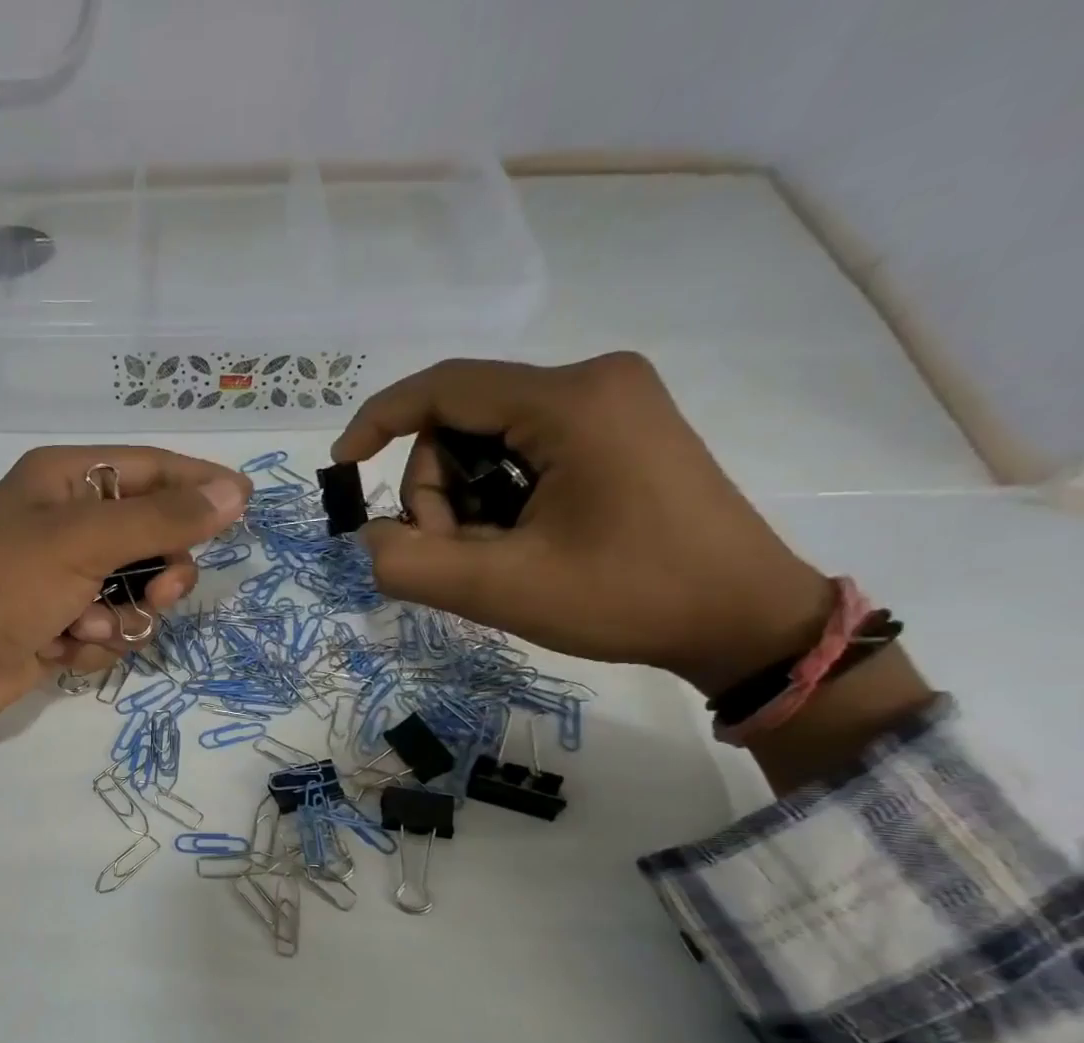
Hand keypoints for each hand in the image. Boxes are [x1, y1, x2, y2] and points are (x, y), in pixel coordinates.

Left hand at [0, 446, 250, 759]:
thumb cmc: (2, 588)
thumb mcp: (83, 542)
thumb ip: (162, 519)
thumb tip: (235, 491)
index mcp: (64, 479)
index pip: (151, 468)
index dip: (198, 484)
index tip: (245, 504)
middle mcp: (66, 521)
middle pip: (151, 535)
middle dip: (159, 569)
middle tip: (160, 591)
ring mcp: (63, 576)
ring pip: (136, 589)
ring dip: (124, 614)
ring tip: (89, 627)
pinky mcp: (60, 622)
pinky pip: (111, 626)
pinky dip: (97, 640)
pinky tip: (66, 648)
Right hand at [337, 353, 833, 695]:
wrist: (742, 618)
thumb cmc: (627, 598)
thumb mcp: (503, 589)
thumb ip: (412, 564)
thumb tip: (369, 537)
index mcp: (569, 402)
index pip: (443, 387)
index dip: (379, 423)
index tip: (343, 468)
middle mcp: (592, 382)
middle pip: (462, 422)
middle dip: (437, 494)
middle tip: (458, 558)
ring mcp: (611, 404)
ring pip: (489, 441)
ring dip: (466, 504)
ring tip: (496, 559)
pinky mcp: (619, 431)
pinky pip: (524, 452)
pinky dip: (499, 499)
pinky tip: (520, 543)